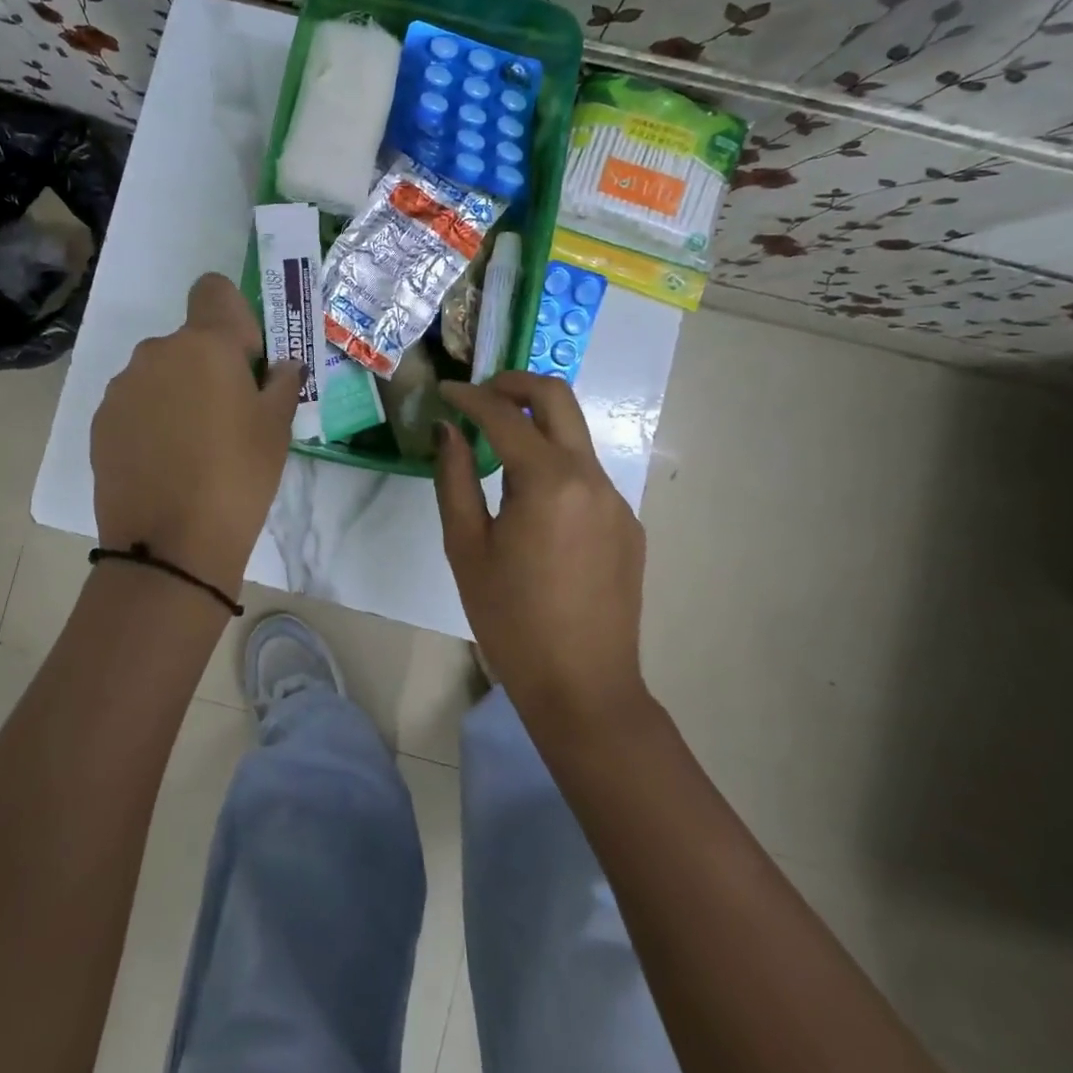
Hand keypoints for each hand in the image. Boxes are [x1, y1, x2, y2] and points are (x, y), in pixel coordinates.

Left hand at [91, 273, 302, 592]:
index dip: (233, 317)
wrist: (170, 546)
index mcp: (205, 344)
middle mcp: (157, 352)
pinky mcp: (100, 422)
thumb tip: (281, 367)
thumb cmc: (239, 477)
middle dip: (207, 366)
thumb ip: (282, 382)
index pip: (213, 289)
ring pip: (159, 373)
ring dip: (176, 394)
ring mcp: (122, 388)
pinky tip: (163, 463)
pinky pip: (134, 404)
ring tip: (192, 448)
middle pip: (187, 341)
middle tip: (227, 418)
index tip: (245, 361)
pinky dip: (150, 420)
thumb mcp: (277, 428)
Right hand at [435, 371, 648, 729]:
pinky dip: (555, 464)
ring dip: (536, 424)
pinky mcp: (627, 524)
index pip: (505, 414)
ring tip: (497, 448)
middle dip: (515, 384)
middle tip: (479, 395)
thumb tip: (448, 431)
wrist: (584, 688)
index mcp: (549, 481)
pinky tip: (532, 502)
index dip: (470, 396)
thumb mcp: (466, 548)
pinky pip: (587, 474)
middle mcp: (591, 477)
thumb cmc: (511, 620)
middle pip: (558, 398)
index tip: (445, 391)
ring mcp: (616, 500)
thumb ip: (455, 478)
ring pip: (575, 435)